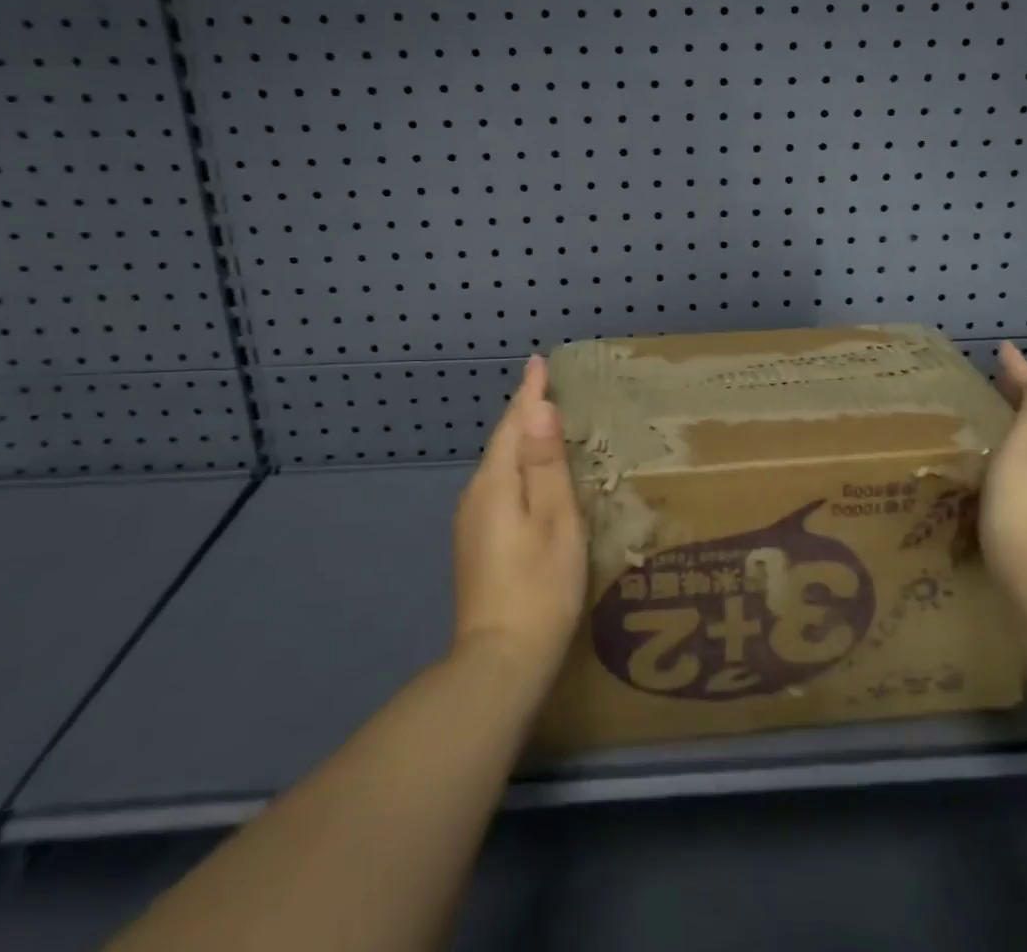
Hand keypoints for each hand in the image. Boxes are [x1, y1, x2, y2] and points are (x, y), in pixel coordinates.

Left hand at [452, 356, 587, 688]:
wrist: (498, 664)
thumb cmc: (539, 587)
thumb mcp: (555, 520)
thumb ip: (546, 463)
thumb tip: (538, 407)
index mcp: (495, 483)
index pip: (513, 424)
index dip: (529, 393)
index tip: (538, 361)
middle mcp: (475, 496)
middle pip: (503, 443)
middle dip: (524, 414)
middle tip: (550, 389)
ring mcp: (471, 523)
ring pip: (500, 467)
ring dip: (521, 442)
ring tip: (546, 426)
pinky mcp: (476, 544)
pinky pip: (498, 488)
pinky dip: (517, 470)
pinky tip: (532, 480)